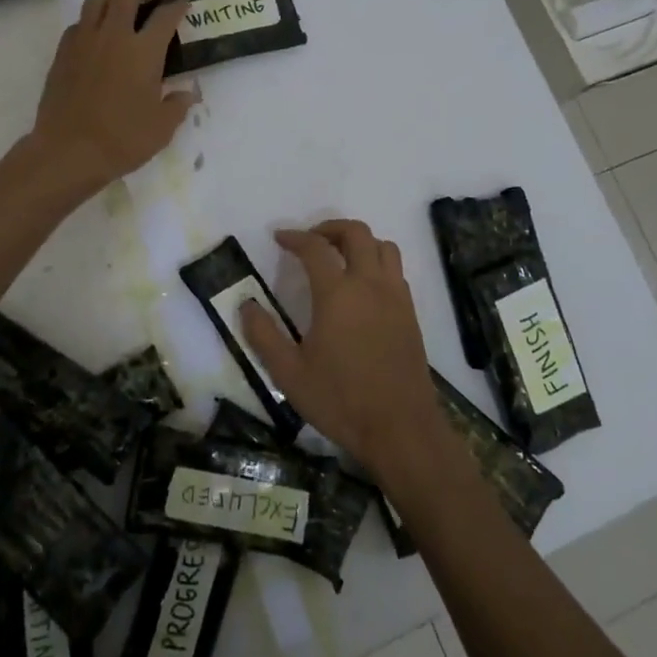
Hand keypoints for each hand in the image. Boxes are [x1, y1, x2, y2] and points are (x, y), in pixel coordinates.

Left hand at [29, 0, 193, 195]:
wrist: (69, 151)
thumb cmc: (122, 140)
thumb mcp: (162, 128)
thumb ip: (177, 105)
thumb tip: (187, 93)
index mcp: (143, 51)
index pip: (165, 16)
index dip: (177, 7)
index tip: (183, 4)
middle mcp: (113, 36)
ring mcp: (83, 42)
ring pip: (97, 2)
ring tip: (122, 8)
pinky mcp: (62, 54)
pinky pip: (78, 24)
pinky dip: (91, 21)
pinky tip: (96, 35)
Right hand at [239, 220, 447, 483]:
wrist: (401, 428)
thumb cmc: (340, 400)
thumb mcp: (289, 373)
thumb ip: (264, 335)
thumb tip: (246, 305)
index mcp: (337, 293)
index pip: (315, 248)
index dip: (295, 237)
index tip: (279, 238)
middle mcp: (370, 285)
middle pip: (356, 233)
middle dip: (330, 228)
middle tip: (310, 241)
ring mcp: (395, 297)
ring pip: (384, 246)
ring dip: (360, 242)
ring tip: (339, 258)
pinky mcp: (410, 314)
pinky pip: (396, 271)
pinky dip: (377, 263)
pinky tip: (363, 288)